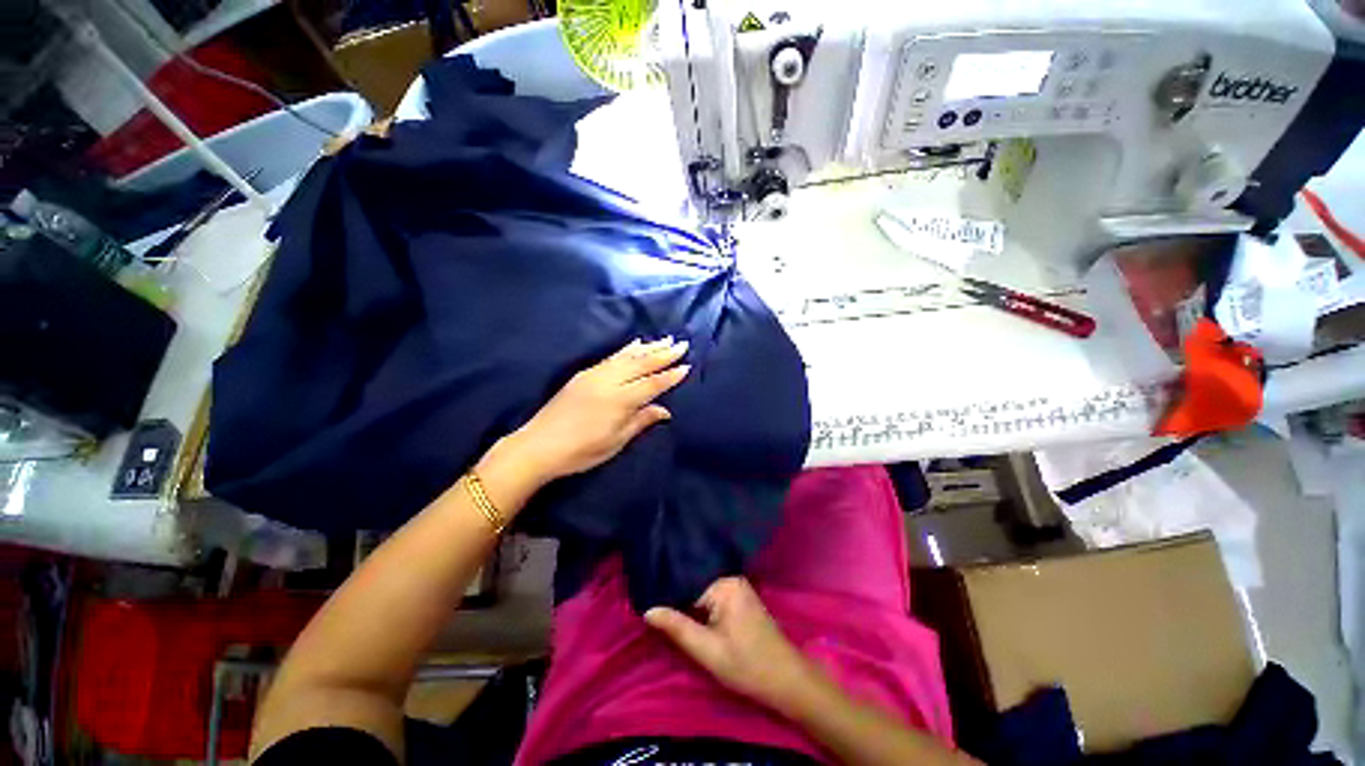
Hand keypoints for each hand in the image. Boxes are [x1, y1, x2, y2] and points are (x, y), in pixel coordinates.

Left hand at [512, 337, 690, 482]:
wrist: (537, 446)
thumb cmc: (580, 451)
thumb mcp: (615, 441)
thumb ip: (641, 421)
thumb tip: (665, 411)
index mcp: (620, 400)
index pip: (652, 384)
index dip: (670, 376)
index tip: (686, 366)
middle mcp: (609, 381)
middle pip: (642, 364)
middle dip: (663, 354)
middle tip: (682, 344)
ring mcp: (595, 374)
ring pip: (627, 356)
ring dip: (648, 347)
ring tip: (664, 340)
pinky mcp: (584, 374)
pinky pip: (612, 357)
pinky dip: (626, 349)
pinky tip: (635, 344)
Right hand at [645, 577, 817, 713]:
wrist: (787, 681)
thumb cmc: (747, 666)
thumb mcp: (707, 650)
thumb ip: (677, 628)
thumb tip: (647, 610)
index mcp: (724, 583)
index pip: (685, 583)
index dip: (665, 595)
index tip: (643, 600)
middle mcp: (731, 578)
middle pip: (694, 585)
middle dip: (675, 598)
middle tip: (648, 607)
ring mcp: (737, 587)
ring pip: (702, 592)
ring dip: (686, 604)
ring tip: (661, 609)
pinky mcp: (740, 599)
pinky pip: (712, 597)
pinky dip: (699, 608)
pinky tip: (685, 615)